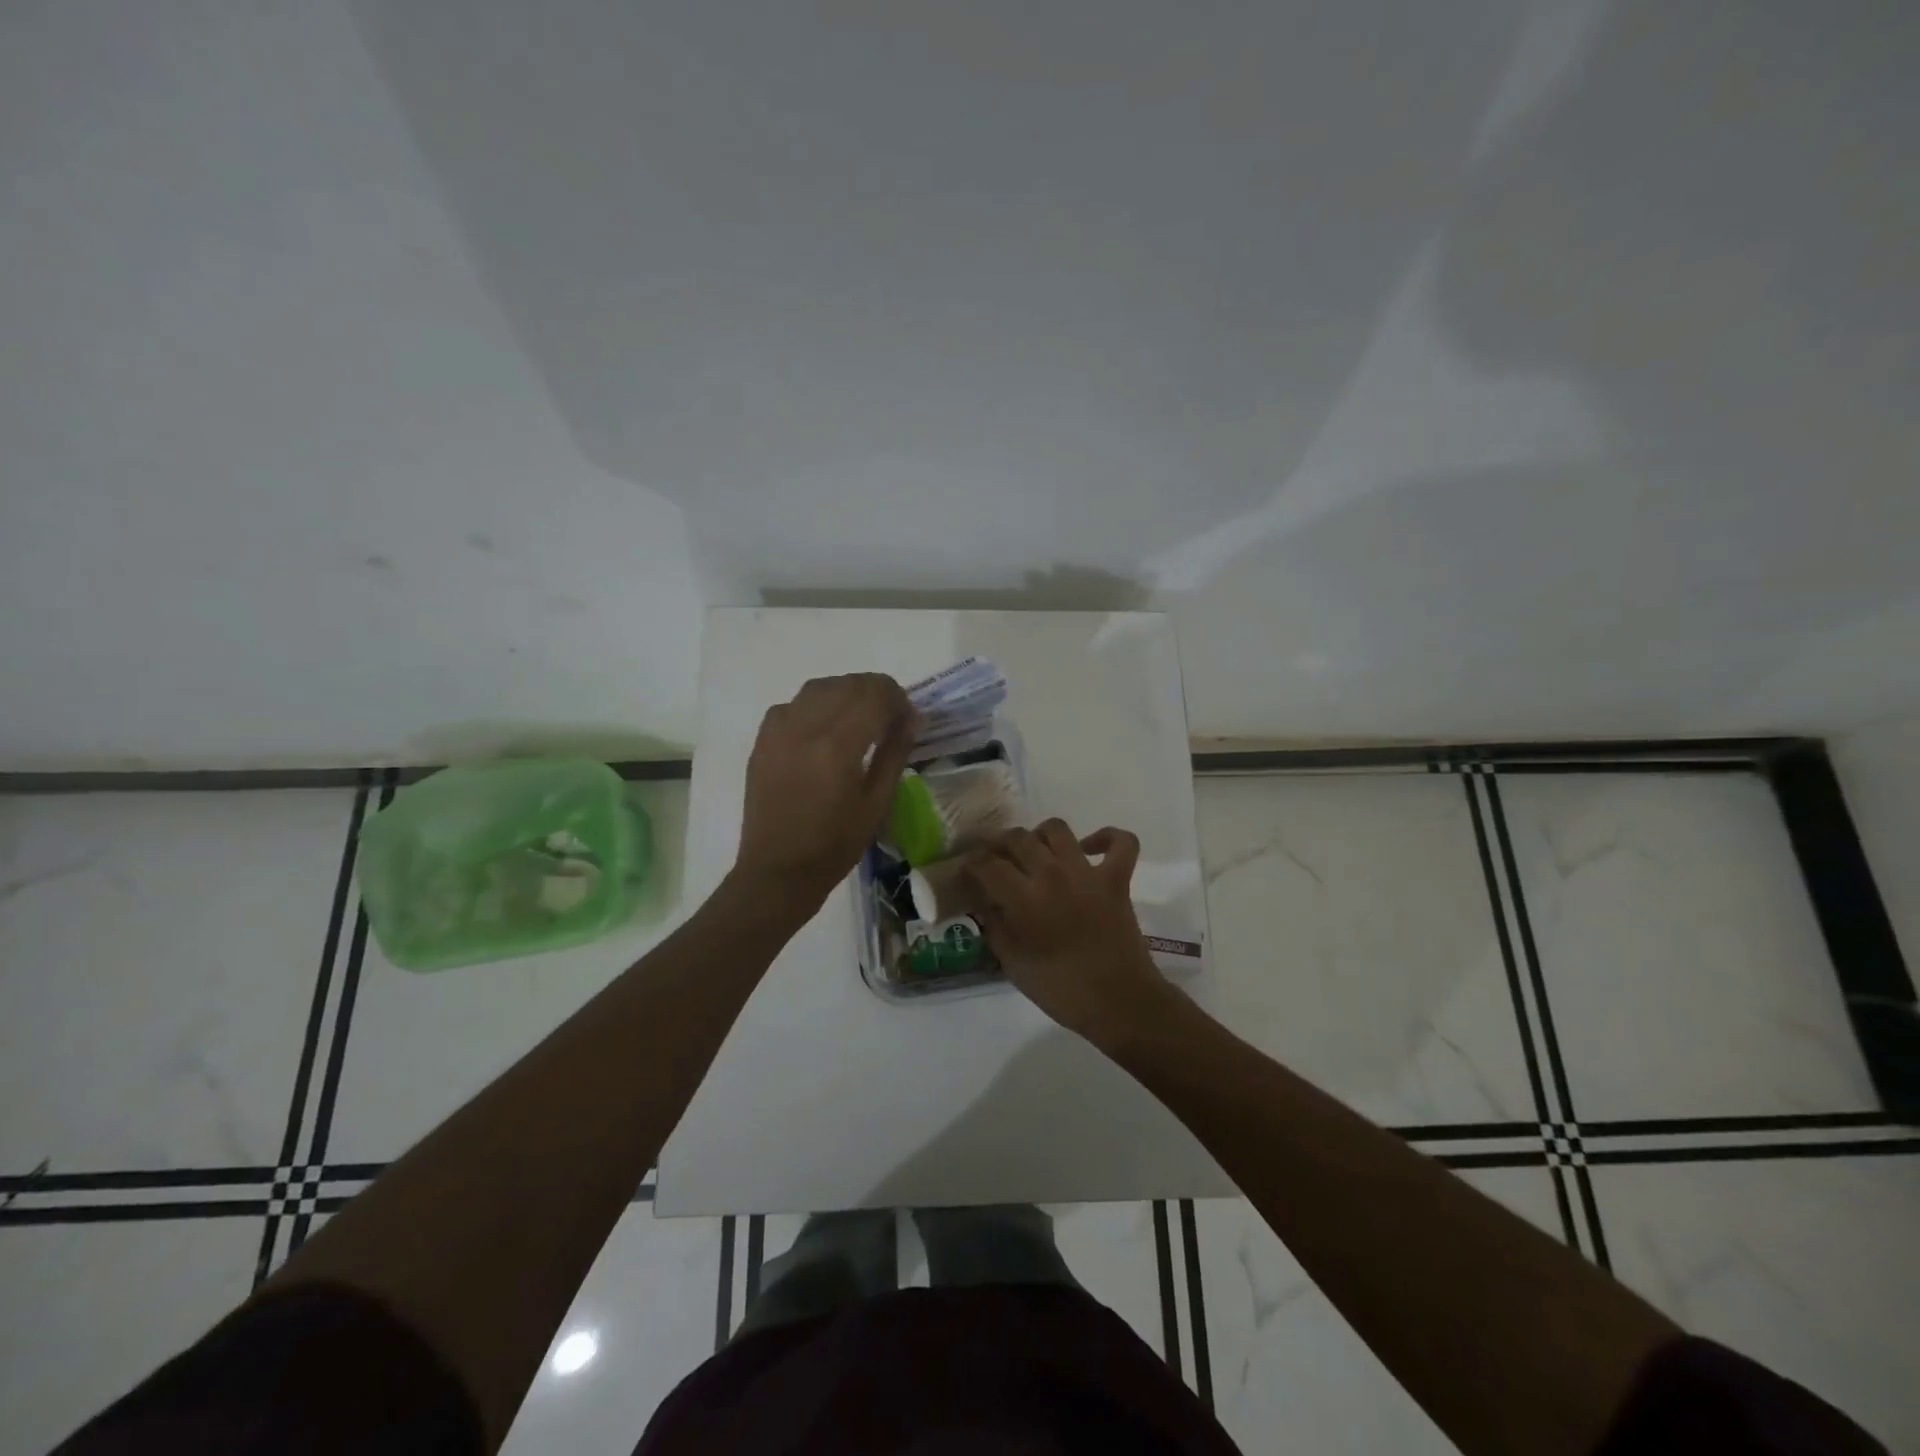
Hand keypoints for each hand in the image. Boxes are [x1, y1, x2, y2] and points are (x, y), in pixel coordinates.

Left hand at [734, 674, 918, 910]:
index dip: (898, 698)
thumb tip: (913, 717)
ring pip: (819, 687)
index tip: (907, 718)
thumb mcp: (877, 803)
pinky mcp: (762, 740)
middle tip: (888, 718)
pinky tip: (823, 729)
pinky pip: (793, 704)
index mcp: (838, 746)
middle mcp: (805, 727)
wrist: (778, 871)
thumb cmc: (835, 845)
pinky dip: (815, 705)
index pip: (875, 694)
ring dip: (845, 693)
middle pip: (848, 684)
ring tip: (858, 718)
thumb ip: (895, 753)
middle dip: (875, 692)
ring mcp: (778, 730)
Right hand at [963, 819, 1172, 1045]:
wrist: (1119, 1002)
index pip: (987, 865)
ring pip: (1057, 829)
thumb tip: (983, 903)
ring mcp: (1087, 872)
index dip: (972, 865)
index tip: (967, 873)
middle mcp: (1052, 874)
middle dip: (999, 846)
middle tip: (997, 862)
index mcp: (1024, 898)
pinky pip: (1120, 842)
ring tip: (1036, 853)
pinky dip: (1106, 838)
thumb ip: (994, 926)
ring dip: (1040, 835)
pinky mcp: (1117, 878)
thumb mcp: (1013, 964)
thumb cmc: (1060, 989)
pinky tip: (1090, 848)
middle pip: (1017, 838)